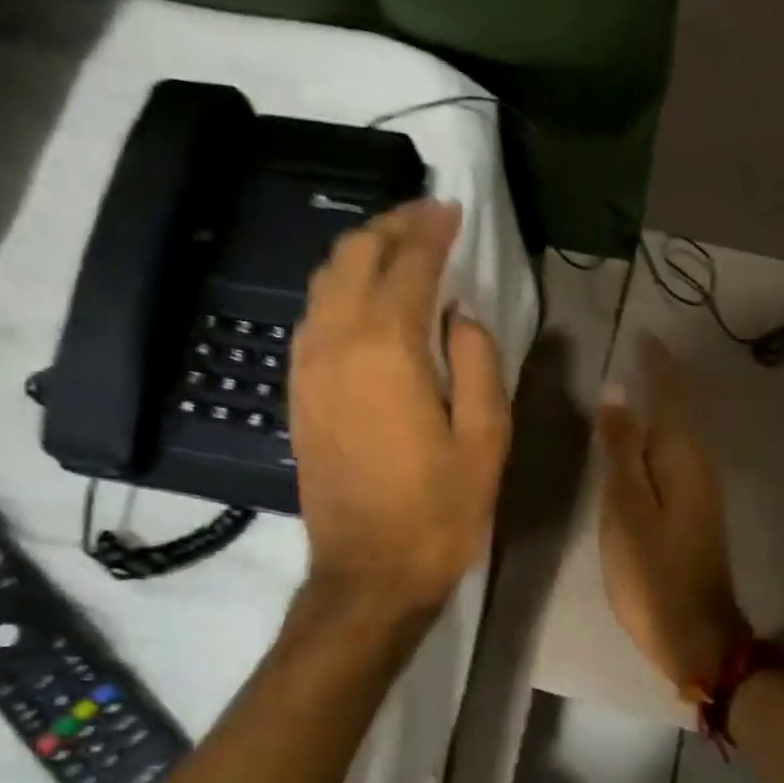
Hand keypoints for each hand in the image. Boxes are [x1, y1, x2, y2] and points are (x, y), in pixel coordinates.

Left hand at [292, 200, 509, 613]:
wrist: (368, 573)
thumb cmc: (439, 511)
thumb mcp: (485, 439)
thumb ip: (478, 361)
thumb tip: (461, 314)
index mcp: (388, 350)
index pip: (408, 264)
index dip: (432, 230)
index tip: (452, 209)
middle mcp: (336, 344)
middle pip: (353, 257)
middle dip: (391, 227)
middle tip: (426, 220)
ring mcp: (307, 368)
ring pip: (324, 282)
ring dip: (361, 254)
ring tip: (399, 251)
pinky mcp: (298, 393)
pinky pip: (313, 318)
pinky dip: (340, 291)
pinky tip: (366, 302)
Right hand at [597, 336, 748, 700]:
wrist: (696, 634)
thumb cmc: (653, 572)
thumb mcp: (626, 508)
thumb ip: (621, 449)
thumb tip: (618, 392)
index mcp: (682, 456)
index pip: (671, 393)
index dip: (656, 363)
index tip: (642, 333)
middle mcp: (699, 464)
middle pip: (680, 408)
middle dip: (660, 377)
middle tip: (633, 350)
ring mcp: (701, 489)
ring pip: (678, 432)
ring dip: (660, 404)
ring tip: (633, 382)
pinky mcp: (695, 511)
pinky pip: (675, 457)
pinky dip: (659, 437)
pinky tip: (641, 440)